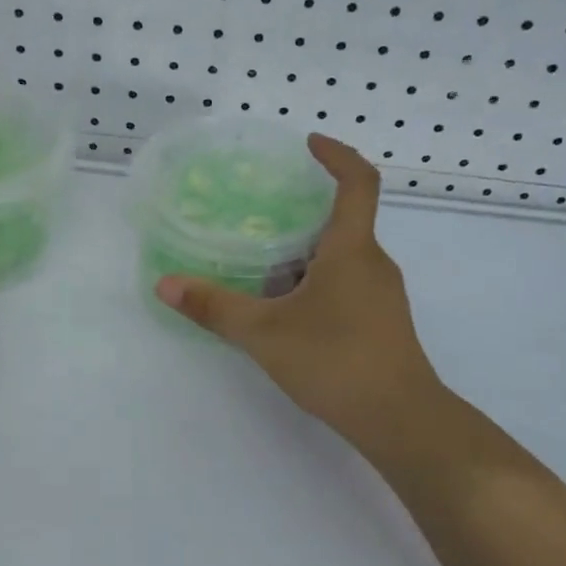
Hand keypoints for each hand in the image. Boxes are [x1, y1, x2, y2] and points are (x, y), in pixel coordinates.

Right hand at [154, 134, 452, 454]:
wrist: (401, 420)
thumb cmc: (336, 361)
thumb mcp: (264, 333)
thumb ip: (214, 307)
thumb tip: (165, 284)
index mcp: (352, 250)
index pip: (358, 181)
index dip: (337, 155)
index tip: (309, 144)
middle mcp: (373, 264)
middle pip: (342, 223)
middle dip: (301, 216)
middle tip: (257, 218)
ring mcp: (382, 296)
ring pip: (341, 260)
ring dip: (303, 256)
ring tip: (259, 268)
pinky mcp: (381, 324)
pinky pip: (345, 286)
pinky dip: (314, 285)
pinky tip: (285, 313)